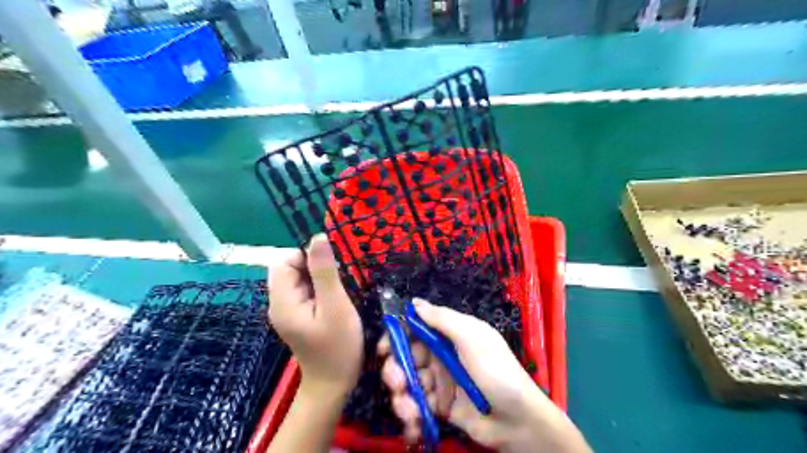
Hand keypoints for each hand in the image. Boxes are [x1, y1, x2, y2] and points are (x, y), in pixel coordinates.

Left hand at [268, 235, 364, 394]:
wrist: (333, 385)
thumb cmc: (338, 347)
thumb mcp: (335, 306)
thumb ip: (325, 272)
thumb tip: (318, 237)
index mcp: (282, 301)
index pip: (284, 261)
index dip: (307, 257)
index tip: (332, 268)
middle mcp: (279, 303)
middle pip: (290, 268)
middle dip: (314, 267)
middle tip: (338, 282)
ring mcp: (287, 311)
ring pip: (299, 278)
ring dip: (319, 277)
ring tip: (339, 292)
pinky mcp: (297, 316)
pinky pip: (305, 291)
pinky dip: (319, 288)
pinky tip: (334, 300)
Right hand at [378, 299, 590, 451]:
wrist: (518, 420)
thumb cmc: (496, 370)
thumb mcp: (472, 337)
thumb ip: (442, 319)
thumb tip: (415, 302)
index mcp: (449, 335)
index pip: (415, 329)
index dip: (397, 337)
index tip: (384, 350)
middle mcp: (441, 355)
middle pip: (405, 357)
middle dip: (396, 370)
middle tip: (398, 383)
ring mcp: (439, 381)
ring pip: (407, 382)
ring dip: (402, 397)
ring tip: (410, 410)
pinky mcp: (439, 405)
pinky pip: (416, 405)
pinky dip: (411, 413)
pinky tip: (415, 422)